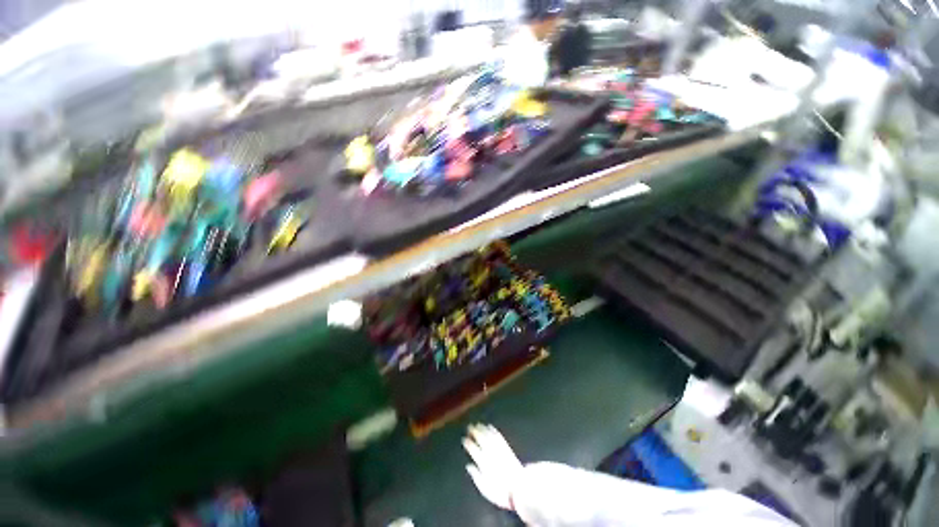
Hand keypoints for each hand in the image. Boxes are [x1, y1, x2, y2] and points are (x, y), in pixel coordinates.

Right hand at [462, 424, 522, 509]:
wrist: (519, 488)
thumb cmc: (501, 491)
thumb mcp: (485, 489)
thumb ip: (476, 476)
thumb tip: (469, 466)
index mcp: (484, 464)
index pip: (474, 450)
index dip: (469, 444)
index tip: (464, 439)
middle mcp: (491, 454)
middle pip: (481, 440)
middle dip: (475, 432)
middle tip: (469, 426)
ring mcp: (499, 450)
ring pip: (489, 436)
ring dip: (483, 429)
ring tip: (478, 424)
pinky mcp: (506, 449)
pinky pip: (498, 437)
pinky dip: (493, 431)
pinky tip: (490, 427)